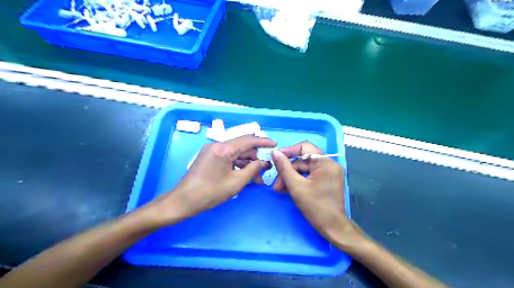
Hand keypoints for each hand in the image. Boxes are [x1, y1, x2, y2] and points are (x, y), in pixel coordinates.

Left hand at [144, 135, 274, 226]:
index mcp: (224, 148)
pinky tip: (244, 174)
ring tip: (256, 178)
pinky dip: (237, 164)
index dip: (263, 141)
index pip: (248, 140)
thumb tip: (264, 162)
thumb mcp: (237, 182)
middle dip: (255, 158)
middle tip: (265, 171)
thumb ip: (253, 169)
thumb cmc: (211, 192)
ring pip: (235, 152)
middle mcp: (217, 144)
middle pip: (242, 146)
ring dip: (246, 163)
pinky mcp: (209, 156)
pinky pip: (227, 156)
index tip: (275, 144)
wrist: (184, 200)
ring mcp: (211, 150)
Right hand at [270, 142, 362, 248]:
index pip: (305, 147)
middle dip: (288, 170)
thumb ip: (284, 167)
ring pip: (305, 168)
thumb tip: (275, 152)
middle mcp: (330, 164)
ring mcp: (330, 172)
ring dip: (292, 177)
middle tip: (276, 183)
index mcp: (325, 162)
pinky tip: (289, 189)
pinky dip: (299, 180)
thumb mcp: (296, 186)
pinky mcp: (327, 180)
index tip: (276, 158)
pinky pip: (310, 175)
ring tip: (280, 189)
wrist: (333, 228)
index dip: (289, 151)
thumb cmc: (315, 207)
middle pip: (303, 160)